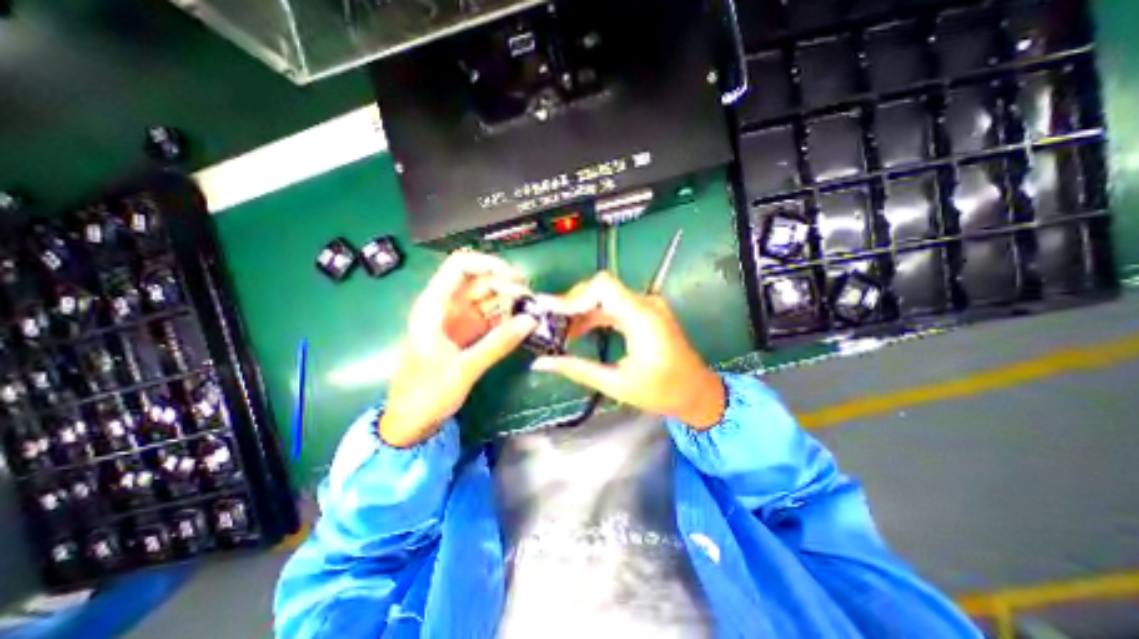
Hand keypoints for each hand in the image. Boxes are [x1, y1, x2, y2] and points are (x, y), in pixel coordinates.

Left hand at [380, 247, 538, 444]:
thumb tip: (530, 321)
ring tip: (531, 313)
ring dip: (511, 302)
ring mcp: (460, 320)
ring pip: (489, 298)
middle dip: (507, 286)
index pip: (460, 266)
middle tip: (531, 302)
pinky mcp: (470, 333)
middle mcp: (447, 306)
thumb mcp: (463, 369)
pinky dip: (508, 319)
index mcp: (434, 306)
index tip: (516, 279)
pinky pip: (493, 318)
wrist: (412, 422)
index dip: (489, 264)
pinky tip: (522, 325)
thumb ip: (497, 343)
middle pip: (480, 281)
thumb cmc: (426, 394)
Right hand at [533, 268, 719, 428]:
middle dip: (572, 304)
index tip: (550, 313)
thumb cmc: (662, 392)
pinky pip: (613, 305)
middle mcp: (646, 304)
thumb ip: (577, 369)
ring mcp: (647, 306)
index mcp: (642, 318)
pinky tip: (579, 330)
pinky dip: (594, 315)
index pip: (603, 287)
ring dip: (581, 310)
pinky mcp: (645, 312)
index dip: (573, 296)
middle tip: (550, 324)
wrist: (697, 393)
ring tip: (560, 331)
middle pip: (601, 288)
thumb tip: (541, 363)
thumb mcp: (616, 384)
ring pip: (605, 296)